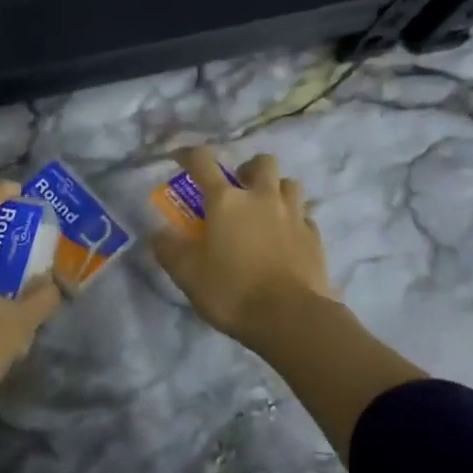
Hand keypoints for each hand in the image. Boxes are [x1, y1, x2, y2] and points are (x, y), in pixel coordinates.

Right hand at [150, 147, 334, 348]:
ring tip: (265, 209)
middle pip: (262, 162)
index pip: (203, 162)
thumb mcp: (187, 274)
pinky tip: (286, 236)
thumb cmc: (232, 291)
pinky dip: (294, 219)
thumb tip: (157, 234)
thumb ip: (169, 249)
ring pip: (289, 183)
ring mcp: (294, 215)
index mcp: (226, 201)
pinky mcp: (315, 237)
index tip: (180, 157)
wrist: (291, 318)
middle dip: (248, 168)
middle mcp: (262, 198)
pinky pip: (305, 216)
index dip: (188, 154)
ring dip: (276, 189)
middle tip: (238, 187)